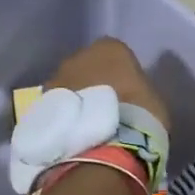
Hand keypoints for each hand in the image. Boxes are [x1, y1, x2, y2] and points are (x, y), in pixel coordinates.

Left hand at [47, 38, 168, 133]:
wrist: (105, 146)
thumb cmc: (138, 116)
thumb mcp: (151, 98)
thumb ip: (137, 88)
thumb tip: (129, 94)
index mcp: (110, 48)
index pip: (116, 54)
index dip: (120, 74)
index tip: (125, 92)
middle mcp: (78, 56)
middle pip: (86, 66)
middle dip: (92, 83)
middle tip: (103, 107)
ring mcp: (57, 78)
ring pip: (68, 85)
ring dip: (75, 98)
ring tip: (86, 123)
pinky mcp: (43, 103)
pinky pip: (57, 105)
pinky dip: (64, 114)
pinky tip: (73, 132)